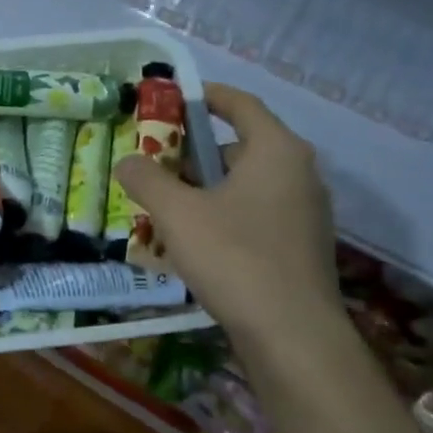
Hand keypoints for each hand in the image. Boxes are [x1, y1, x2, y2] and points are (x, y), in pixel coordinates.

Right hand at [114, 83, 346, 371]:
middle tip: (156, 164)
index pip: (240, 104)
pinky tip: (195, 241)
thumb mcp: (178, 214)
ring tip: (166, 205)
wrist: (292, 336)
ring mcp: (305, 212)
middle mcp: (299, 173)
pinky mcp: (301, 246)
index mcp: (277, 150)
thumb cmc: (235, 258)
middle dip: (194, 153)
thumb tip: (127, 161)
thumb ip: (147, 179)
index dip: (204, 97)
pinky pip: (256, 214)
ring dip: (206, 188)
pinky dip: (225, 215)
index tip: (172, 100)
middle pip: (240, 146)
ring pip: (246, 184)